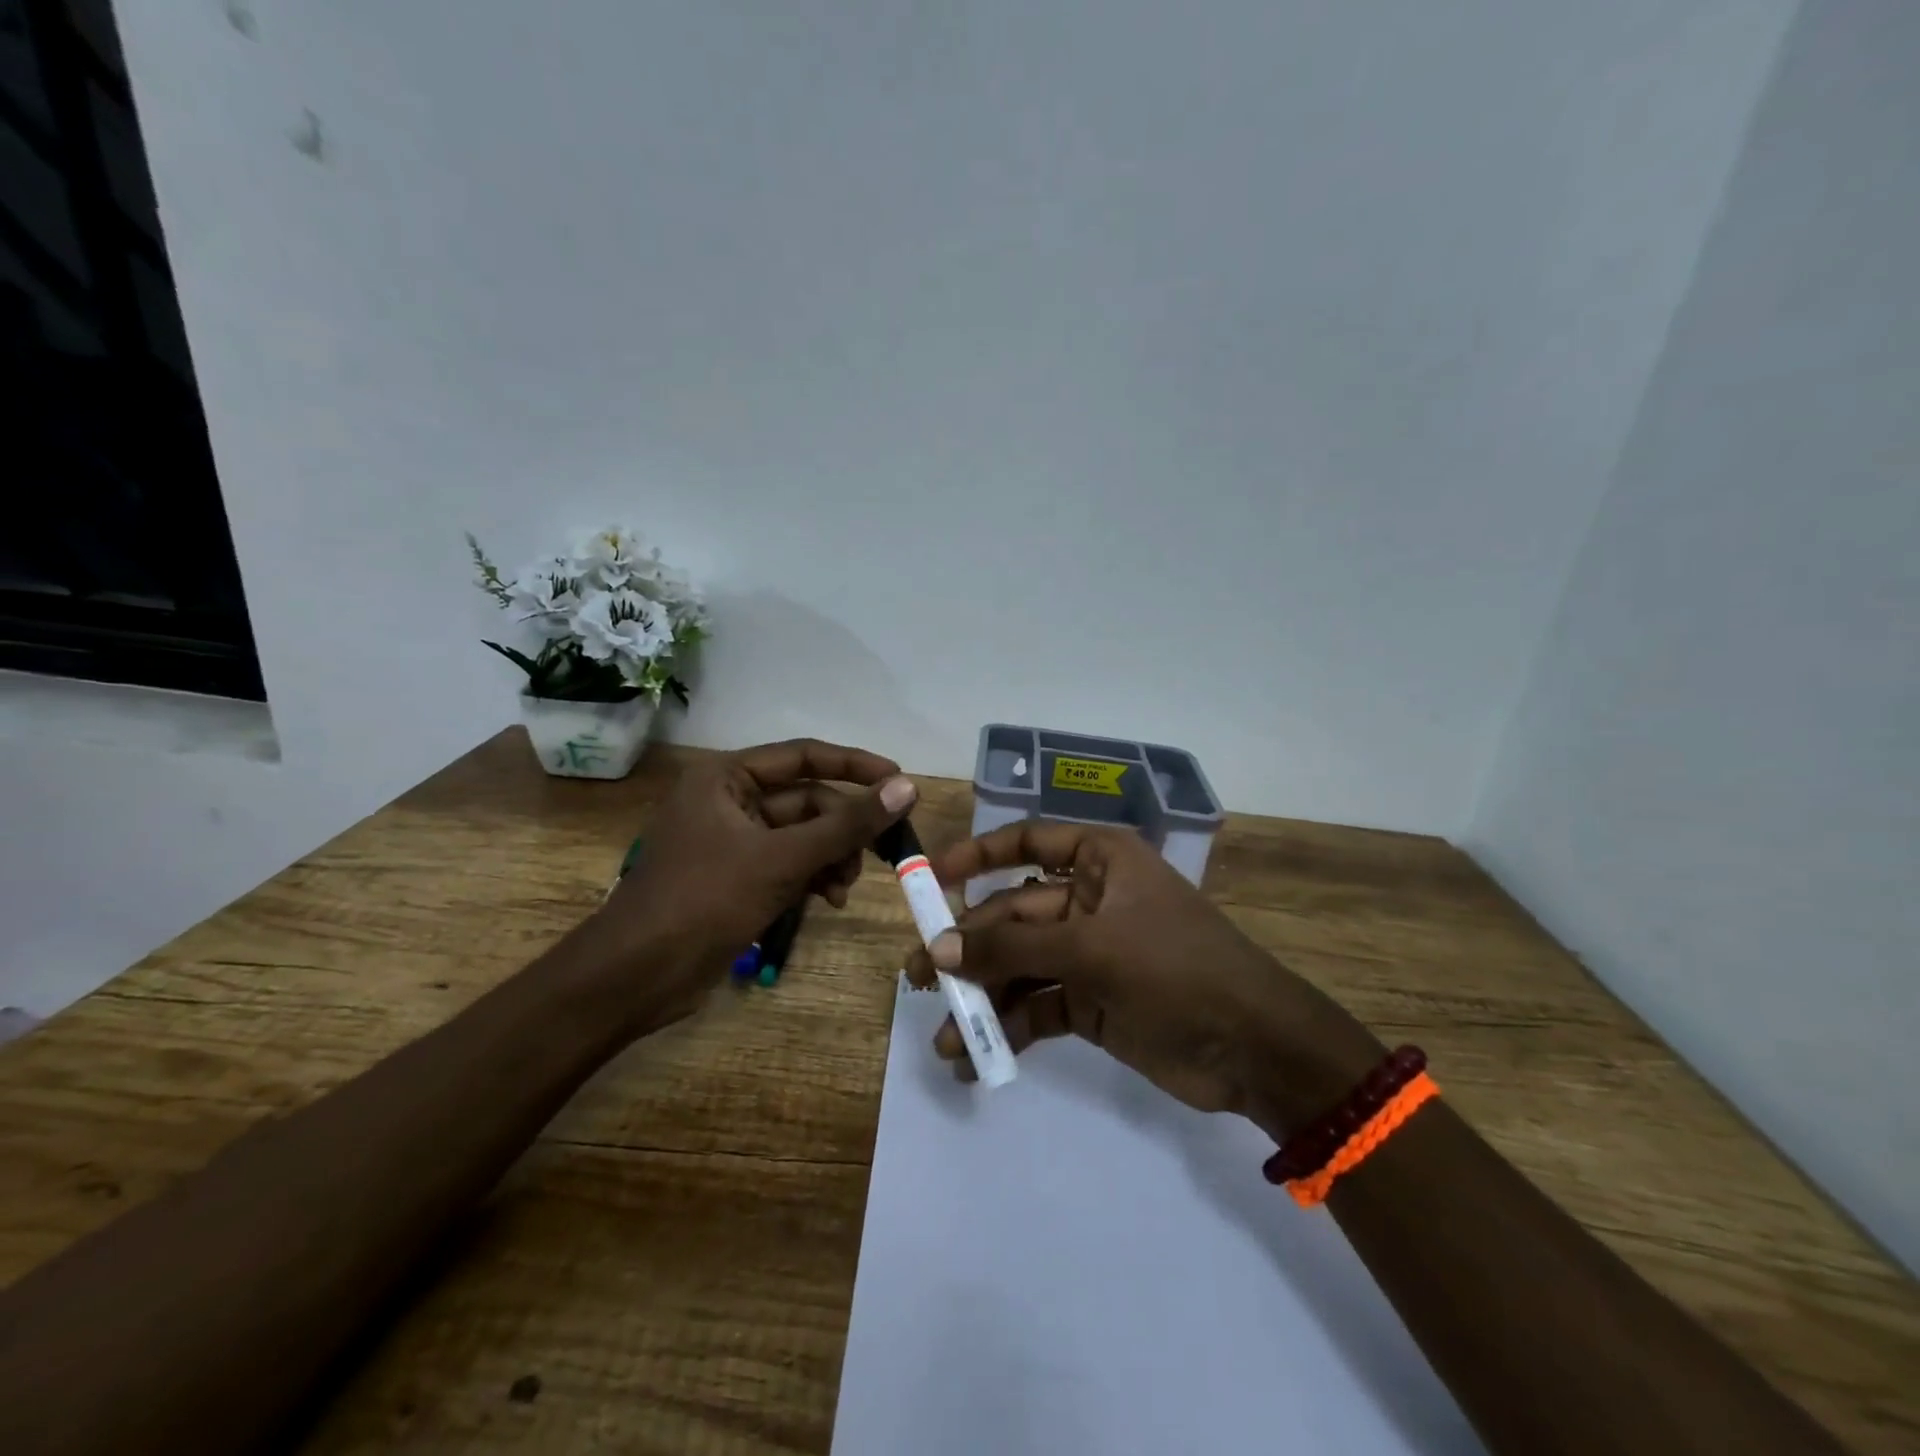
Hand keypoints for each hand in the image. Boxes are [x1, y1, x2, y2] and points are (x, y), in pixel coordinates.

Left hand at [584, 738, 915, 1032]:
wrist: (636, 976)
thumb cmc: (704, 900)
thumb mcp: (783, 859)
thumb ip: (847, 825)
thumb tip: (907, 788)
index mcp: (726, 778)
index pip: (804, 756)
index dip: (855, 766)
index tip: (900, 781)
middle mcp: (729, 801)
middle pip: (807, 801)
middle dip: (844, 829)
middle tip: (884, 851)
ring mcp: (733, 841)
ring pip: (803, 837)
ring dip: (832, 857)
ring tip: (845, 887)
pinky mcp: (737, 877)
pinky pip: (789, 864)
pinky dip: (814, 877)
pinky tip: (831, 900)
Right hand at [905, 822, 1383, 1137]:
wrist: (1256, 1048)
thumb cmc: (1177, 969)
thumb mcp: (1093, 949)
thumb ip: (1013, 948)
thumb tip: (937, 950)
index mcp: (1101, 861)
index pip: (1029, 841)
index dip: (977, 856)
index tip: (931, 879)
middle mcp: (1090, 900)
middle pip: (1013, 914)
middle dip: (968, 947)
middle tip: (917, 977)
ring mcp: (1089, 953)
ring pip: (1020, 966)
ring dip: (982, 998)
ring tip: (945, 1035)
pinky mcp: (1090, 1002)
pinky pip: (1036, 1007)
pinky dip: (1008, 1028)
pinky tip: (974, 1057)